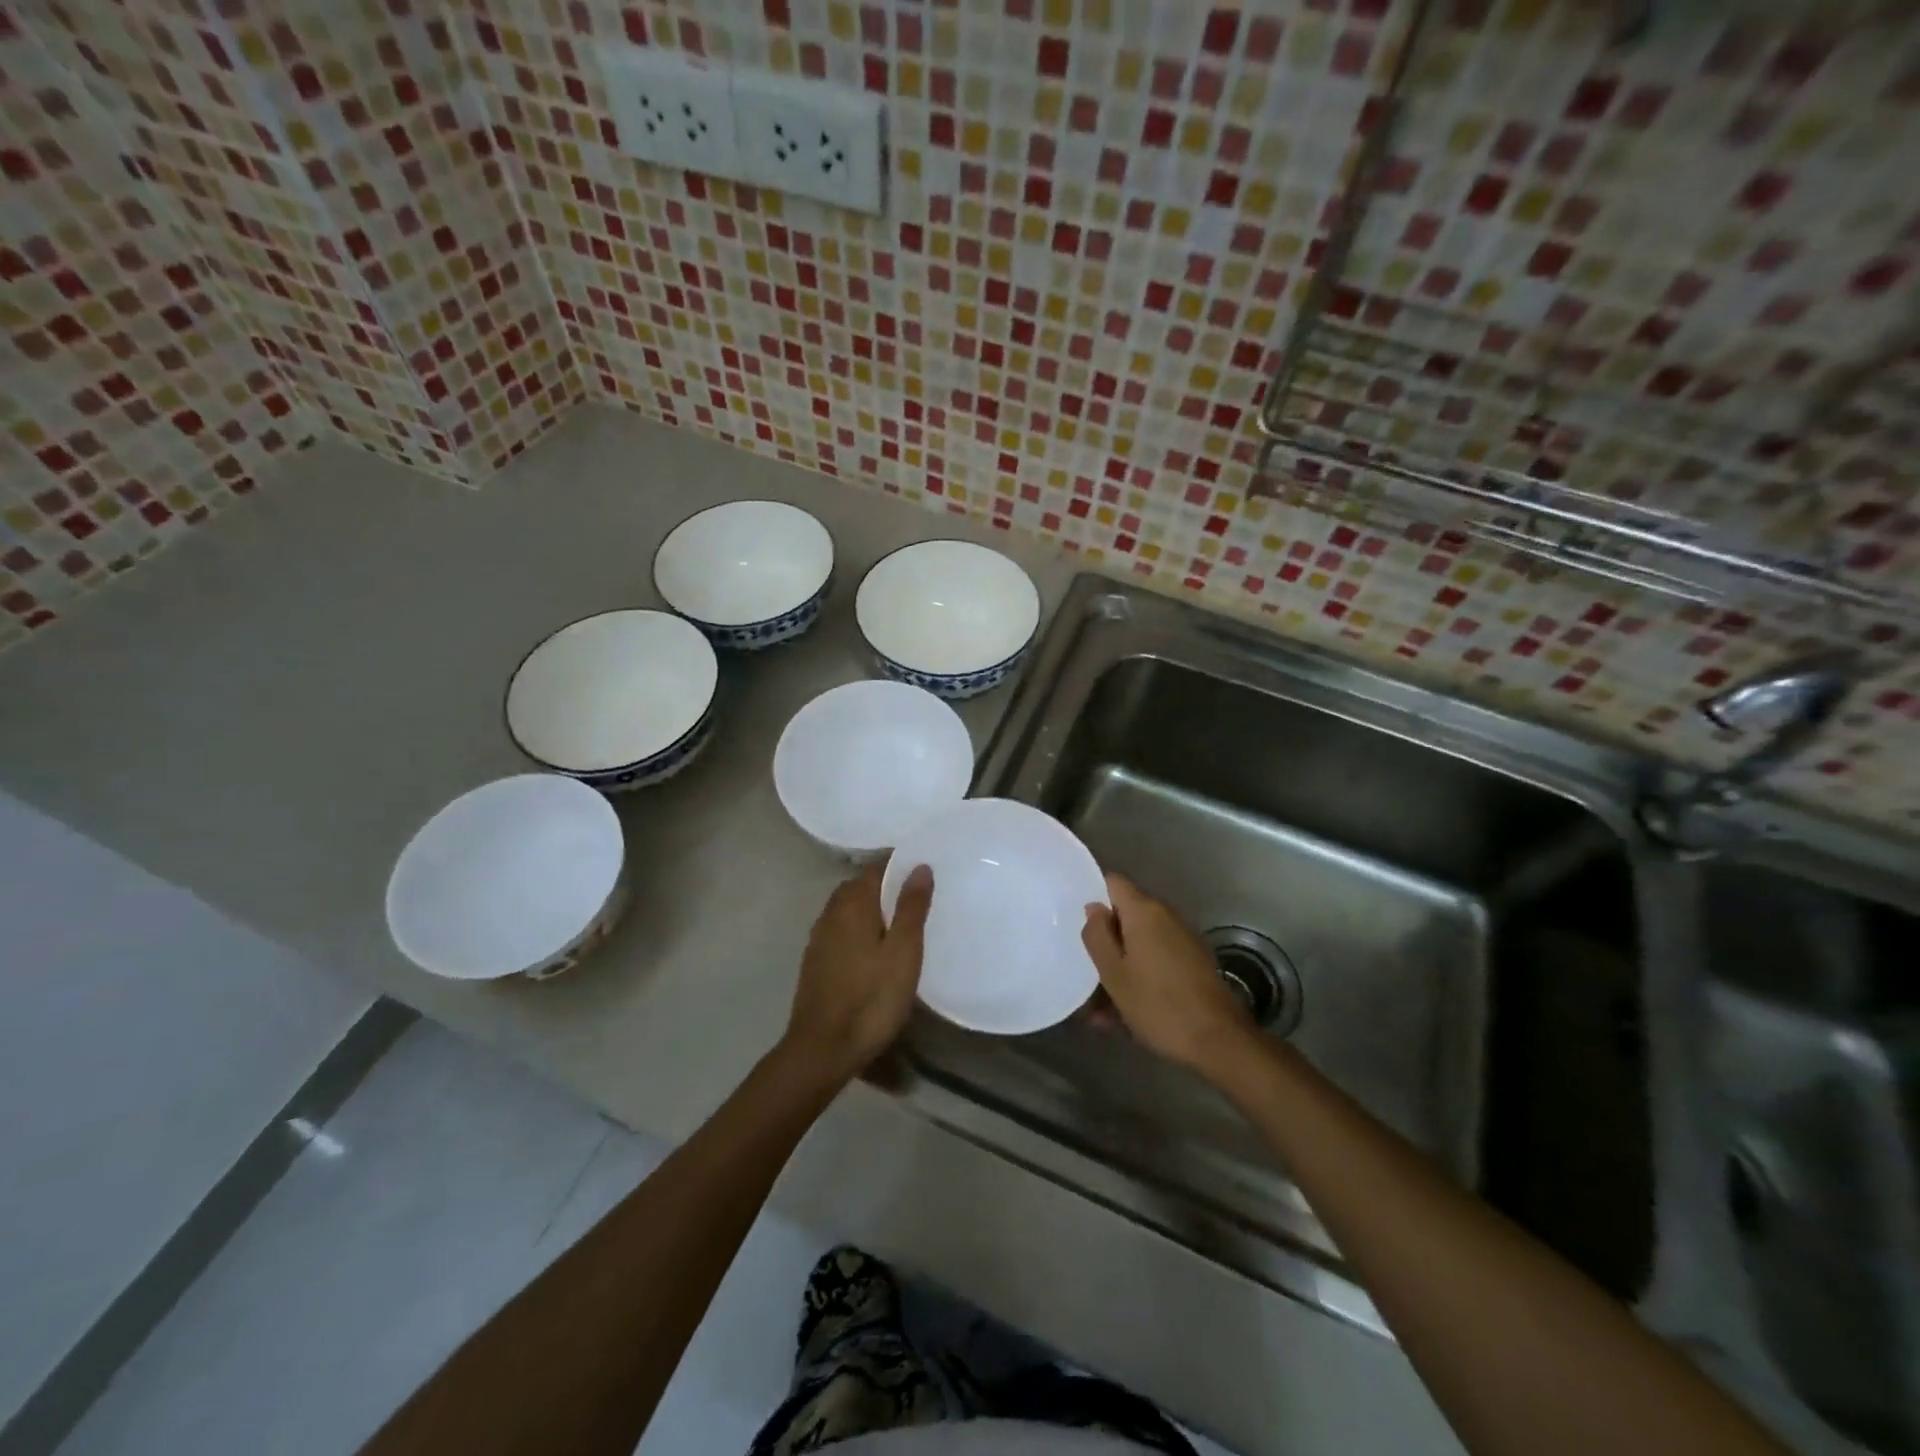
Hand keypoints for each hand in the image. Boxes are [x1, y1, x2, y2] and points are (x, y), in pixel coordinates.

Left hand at [782, 861, 932, 1083]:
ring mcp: (818, 939)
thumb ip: (911, 907)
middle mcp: (830, 914)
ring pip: (847, 910)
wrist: (823, 1049)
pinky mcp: (815, 962)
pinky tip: (874, 950)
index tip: (923, 870)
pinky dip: (858, 929)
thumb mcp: (903, 952)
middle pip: (859, 887)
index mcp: (852, 904)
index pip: (876, 868)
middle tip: (915, 897)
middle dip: (884, 886)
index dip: (899, 865)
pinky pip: (840, 931)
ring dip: (870, 909)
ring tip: (898, 923)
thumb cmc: (871, 998)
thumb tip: (919, 866)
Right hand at [1082, 874, 1252, 1074]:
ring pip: (1140, 942)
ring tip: (1099, 1005)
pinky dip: (1139, 975)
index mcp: (1144, 912)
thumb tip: (1094, 907)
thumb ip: (1097, 935)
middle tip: (1085, 966)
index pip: (1113, 882)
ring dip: (1120, 963)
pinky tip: (1124, 1012)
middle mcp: (1166, 916)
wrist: (1219, 1041)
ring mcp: (1183, 939)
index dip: (1093, 896)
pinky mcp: (1193, 962)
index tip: (1077, 922)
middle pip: (1126, 914)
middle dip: (1105, 938)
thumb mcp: (1114, 973)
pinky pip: (1156, 959)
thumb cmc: (1158, 1004)